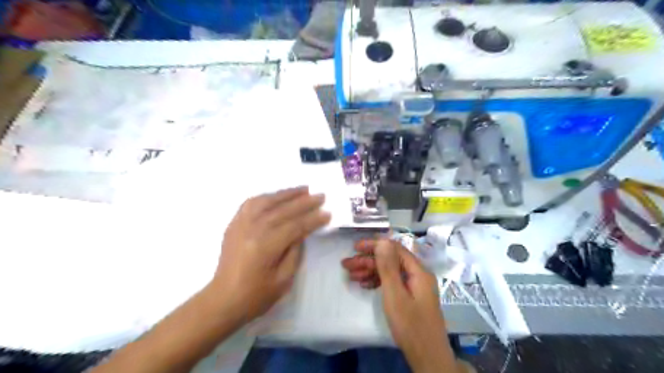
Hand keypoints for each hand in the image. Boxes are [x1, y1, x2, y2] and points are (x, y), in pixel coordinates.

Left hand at [213, 188, 327, 321]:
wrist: (222, 300)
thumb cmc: (255, 296)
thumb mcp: (283, 280)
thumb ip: (294, 252)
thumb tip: (301, 232)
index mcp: (266, 246)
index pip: (295, 226)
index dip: (313, 219)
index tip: (327, 213)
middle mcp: (253, 229)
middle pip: (283, 210)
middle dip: (304, 202)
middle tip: (321, 195)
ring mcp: (241, 224)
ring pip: (266, 201)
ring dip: (286, 193)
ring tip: (303, 189)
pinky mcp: (234, 224)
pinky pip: (250, 203)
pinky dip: (266, 196)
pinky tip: (276, 196)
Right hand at [342, 239, 456, 372]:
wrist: (427, 357)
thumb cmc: (410, 325)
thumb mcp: (395, 294)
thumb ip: (388, 267)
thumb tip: (382, 241)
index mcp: (418, 271)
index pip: (394, 249)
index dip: (374, 245)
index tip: (355, 247)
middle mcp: (417, 274)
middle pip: (390, 260)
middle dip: (368, 260)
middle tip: (347, 264)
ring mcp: (414, 286)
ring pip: (390, 272)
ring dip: (370, 271)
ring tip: (351, 275)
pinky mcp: (410, 296)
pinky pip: (392, 283)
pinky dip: (377, 282)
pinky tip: (363, 284)